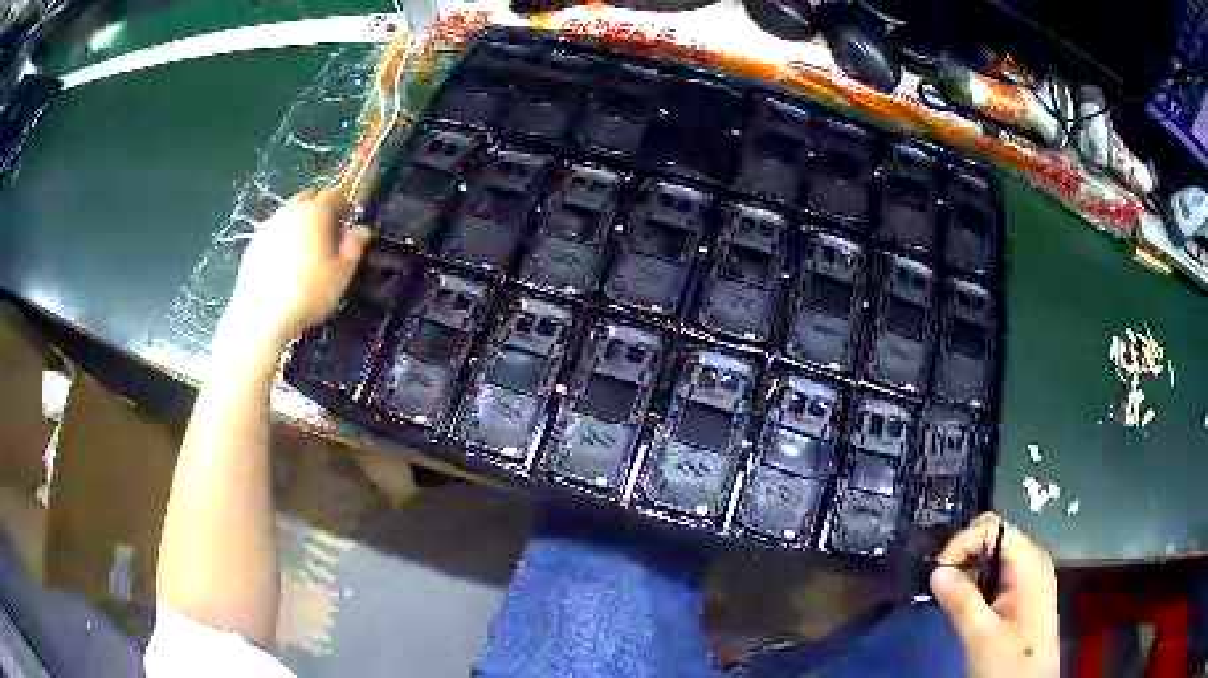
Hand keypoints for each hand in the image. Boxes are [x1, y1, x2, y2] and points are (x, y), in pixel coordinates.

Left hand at [223, 188, 370, 349]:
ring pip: (288, 213)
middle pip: (307, 197)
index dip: (343, 205)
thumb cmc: (308, 293)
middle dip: (318, 208)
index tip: (347, 222)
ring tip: (304, 248)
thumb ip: (353, 248)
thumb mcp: (341, 274)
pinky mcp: (253, 244)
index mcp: (315, 211)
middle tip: (326, 233)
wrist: (261, 316)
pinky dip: (281, 237)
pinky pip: (273, 231)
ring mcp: (268, 226)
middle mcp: (290, 210)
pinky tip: (283, 261)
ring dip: (298, 221)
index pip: (333, 194)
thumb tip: (361, 230)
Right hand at [930, 512, 1059, 677]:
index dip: (963, 542)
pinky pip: (1000, 577)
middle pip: (995, 538)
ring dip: (970, 572)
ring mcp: (1031, 579)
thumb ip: (961, 601)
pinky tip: (966, 607)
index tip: (936, 573)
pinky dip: (979, 585)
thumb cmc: (1009, 661)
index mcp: (1028, 562)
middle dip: (965, 555)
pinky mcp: (1025, 596)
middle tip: (940, 584)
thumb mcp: (980, 635)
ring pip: (996, 559)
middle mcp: (1032, 562)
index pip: (993, 527)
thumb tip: (936, 572)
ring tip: (948, 597)